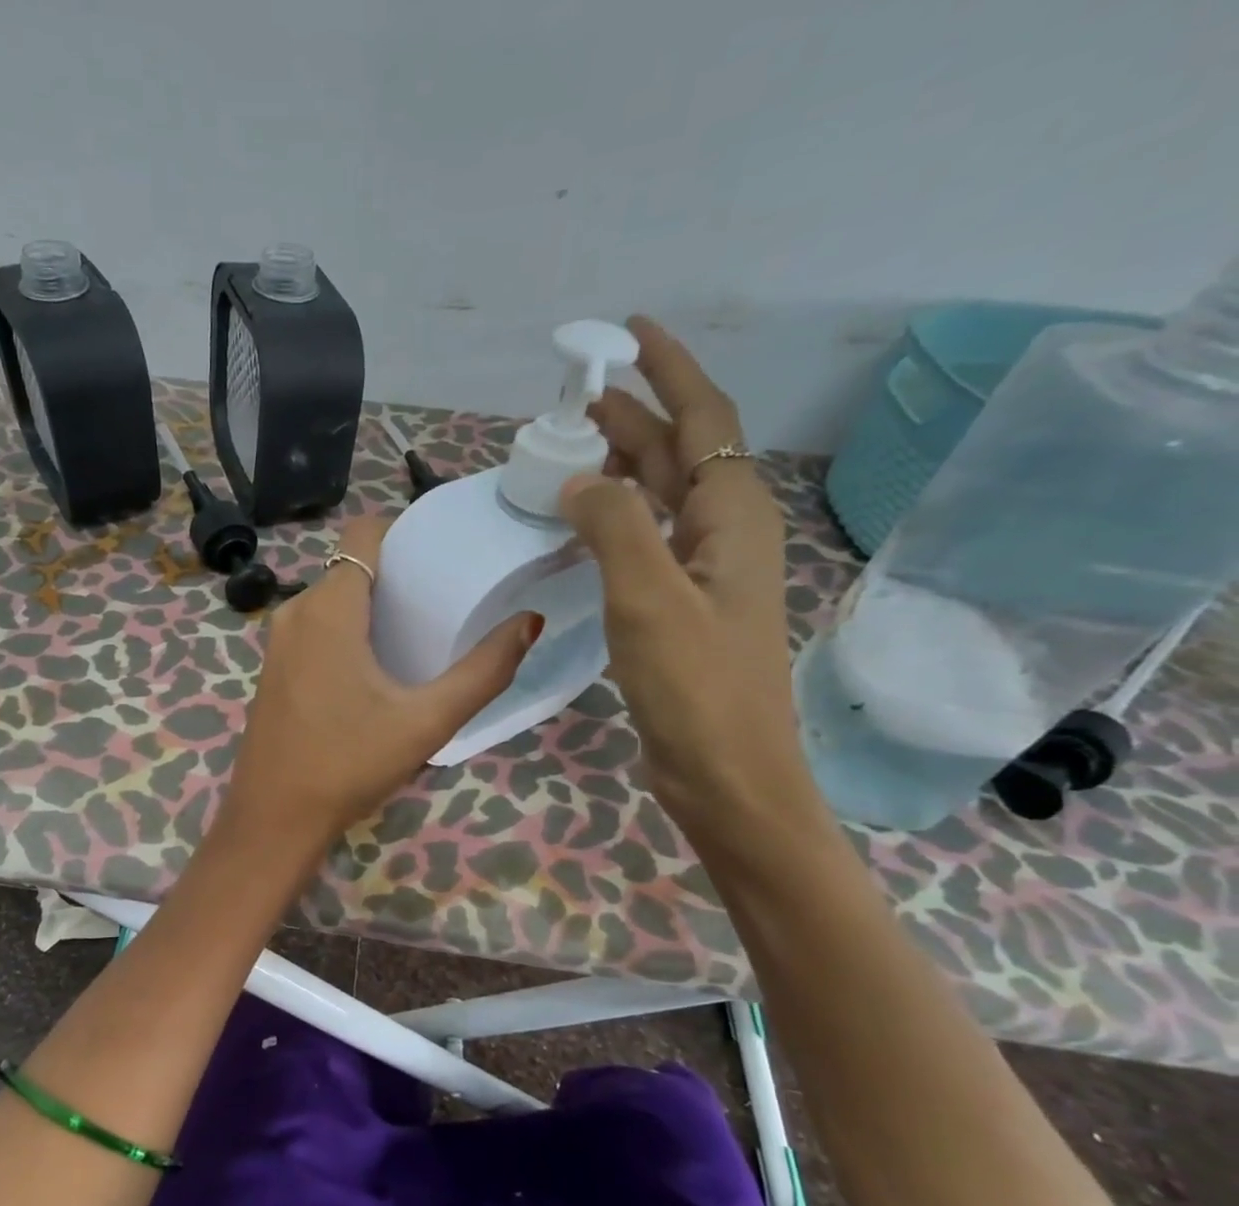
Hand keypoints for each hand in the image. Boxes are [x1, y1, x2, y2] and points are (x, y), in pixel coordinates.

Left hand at [220, 517, 541, 855]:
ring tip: (423, 627)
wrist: (274, 818)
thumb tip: (529, 622)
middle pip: (352, 565)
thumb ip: (483, 671)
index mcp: (328, 609)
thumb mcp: (425, 721)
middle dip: (399, 571)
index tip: (445, 551)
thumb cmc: (348, 764)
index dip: (404, 530)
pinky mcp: (275, 669)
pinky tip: (381, 662)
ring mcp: (279, 642)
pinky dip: (350, 628)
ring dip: (375, 603)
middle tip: (448, 594)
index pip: (364, 533)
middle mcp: (296, 612)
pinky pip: (317, 626)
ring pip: (333, 598)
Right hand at [560, 316, 814, 840]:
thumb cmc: (695, 685)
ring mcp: (705, 575)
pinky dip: (616, 520)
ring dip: (624, 468)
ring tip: (574, 450)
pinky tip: (584, 526)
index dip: (669, 370)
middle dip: (638, 416)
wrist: (726, 773)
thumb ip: (613, 525)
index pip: (704, 420)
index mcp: (732, 518)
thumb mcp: (649, 597)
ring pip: (663, 499)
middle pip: (682, 454)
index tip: (631, 332)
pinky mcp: (682, 609)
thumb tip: (577, 480)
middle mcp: (726, 535)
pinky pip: (648, 542)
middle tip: (579, 398)